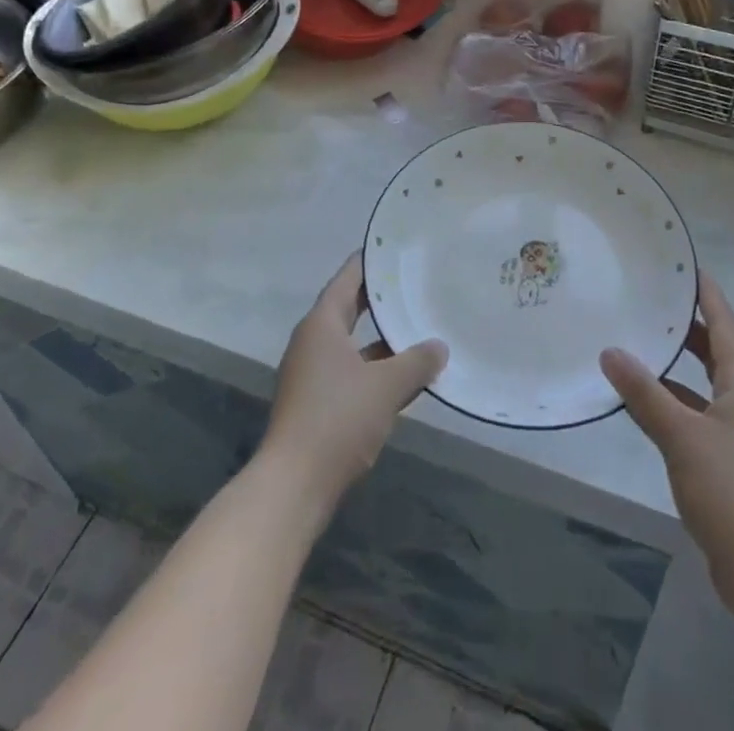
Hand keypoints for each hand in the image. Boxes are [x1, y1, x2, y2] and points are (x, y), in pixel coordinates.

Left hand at [262, 254, 446, 509]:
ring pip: (353, 343)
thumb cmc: (337, 420)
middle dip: (381, 299)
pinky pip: (351, 370)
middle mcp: (313, 341)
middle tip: (415, 282)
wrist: (293, 486)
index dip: (371, 261)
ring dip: (381, 338)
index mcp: (322, 324)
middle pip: (349, 308)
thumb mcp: (386, 387)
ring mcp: (311, 373)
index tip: (396, 247)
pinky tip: (405, 376)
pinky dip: (375, 368)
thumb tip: (440, 347)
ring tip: (419, 327)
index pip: (347, 278)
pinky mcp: (316, 402)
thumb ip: (416, 362)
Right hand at [600, 272, 733, 583]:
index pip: (725, 327)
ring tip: (639, 345)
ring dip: (675, 367)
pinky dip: (669, 404)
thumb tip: (610, 351)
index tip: (688, 266)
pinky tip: (641, 405)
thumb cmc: (730, 489)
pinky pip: (693, 417)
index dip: (709, 296)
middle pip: (716, 353)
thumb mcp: (681, 435)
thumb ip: (644, 393)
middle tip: (655, 300)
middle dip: (689, 327)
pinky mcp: (724, 464)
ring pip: (702, 386)